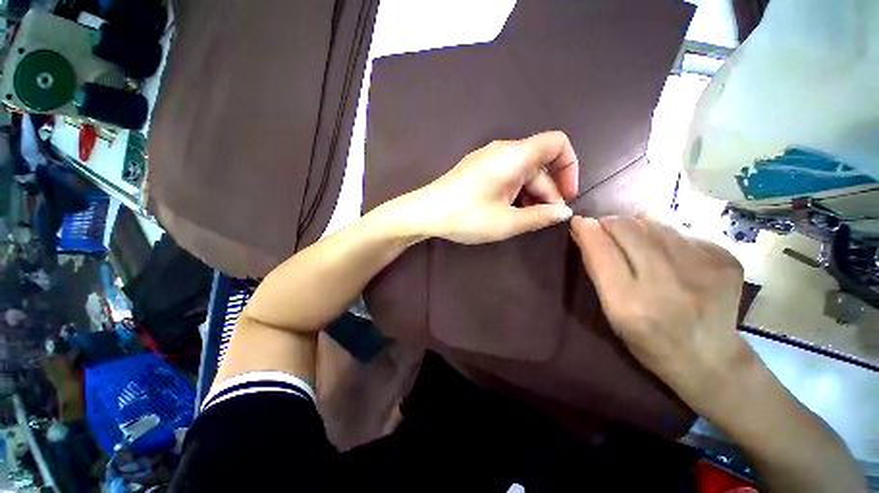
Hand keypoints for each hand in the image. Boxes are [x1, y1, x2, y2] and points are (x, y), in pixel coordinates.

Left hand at [401, 131, 578, 243]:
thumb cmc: (467, 216)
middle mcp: (503, 150)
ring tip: (526, 220)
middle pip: (539, 163)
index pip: (557, 143)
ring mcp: (487, 159)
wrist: (425, 213)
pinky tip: (509, 212)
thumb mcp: (506, 222)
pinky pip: (506, 175)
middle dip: (548, 191)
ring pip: (522, 172)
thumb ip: (539, 216)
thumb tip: (563, 213)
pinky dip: (515, 192)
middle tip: (545, 219)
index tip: (566, 196)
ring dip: (531, 194)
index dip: (569, 167)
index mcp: (514, 156)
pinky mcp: (477, 169)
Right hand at [570, 215, 751, 406]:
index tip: (578, 221)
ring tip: (638, 242)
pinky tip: (669, 254)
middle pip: (628, 228)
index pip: (601, 250)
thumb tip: (584, 230)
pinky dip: (666, 235)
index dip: (587, 230)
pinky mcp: (726, 260)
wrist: (711, 359)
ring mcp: (703, 270)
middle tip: (606, 229)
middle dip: (610, 223)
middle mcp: (667, 284)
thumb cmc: (648, 340)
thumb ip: (597, 269)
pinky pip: (682, 231)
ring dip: (637, 226)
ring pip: (655, 223)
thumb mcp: (611, 311)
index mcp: (630, 304)